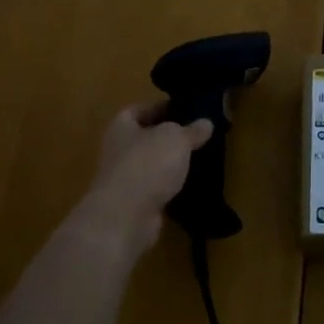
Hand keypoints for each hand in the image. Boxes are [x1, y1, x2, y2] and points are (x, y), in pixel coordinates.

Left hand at [71, 103, 213, 261]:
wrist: (126, 216)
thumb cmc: (147, 164)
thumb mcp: (176, 138)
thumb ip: (191, 130)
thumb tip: (206, 123)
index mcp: (121, 127)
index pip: (138, 110)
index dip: (160, 108)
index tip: (185, 109)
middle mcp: (118, 151)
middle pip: (145, 138)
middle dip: (168, 137)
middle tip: (197, 135)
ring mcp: (124, 180)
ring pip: (151, 165)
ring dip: (170, 164)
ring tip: (198, 159)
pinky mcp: (134, 205)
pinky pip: (156, 189)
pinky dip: (170, 188)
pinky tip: (190, 185)